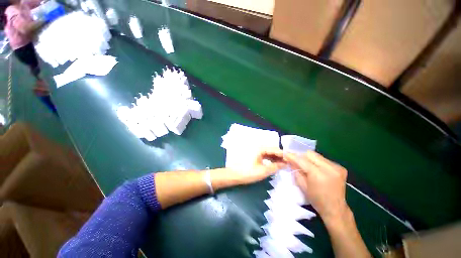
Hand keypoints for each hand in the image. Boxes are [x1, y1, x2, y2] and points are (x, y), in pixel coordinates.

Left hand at [230, 148, 285, 184]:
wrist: (235, 175)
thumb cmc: (248, 172)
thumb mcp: (263, 171)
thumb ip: (275, 166)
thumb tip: (285, 164)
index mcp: (260, 149)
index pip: (275, 149)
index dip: (284, 155)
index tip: (292, 160)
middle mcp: (259, 148)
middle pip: (272, 150)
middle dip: (280, 156)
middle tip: (289, 163)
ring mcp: (256, 152)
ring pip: (269, 153)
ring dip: (276, 158)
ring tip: (283, 165)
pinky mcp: (255, 156)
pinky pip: (265, 156)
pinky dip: (271, 160)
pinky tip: (275, 164)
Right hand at [284, 151, 349, 222]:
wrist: (335, 209)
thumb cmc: (316, 200)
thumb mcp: (302, 185)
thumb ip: (296, 171)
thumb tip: (290, 161)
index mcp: (318, 174)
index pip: (302, 160)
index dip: (292, 156)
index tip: (285, 154)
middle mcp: (329, 168)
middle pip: (310, 154)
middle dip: (301, 156)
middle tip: (296, 161)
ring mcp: (336, 167)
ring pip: (317, 155)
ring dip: (309, 159)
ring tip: (306, 165)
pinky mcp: (340, 167)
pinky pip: (324, 159)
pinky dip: (317, 162)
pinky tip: (316, 169)